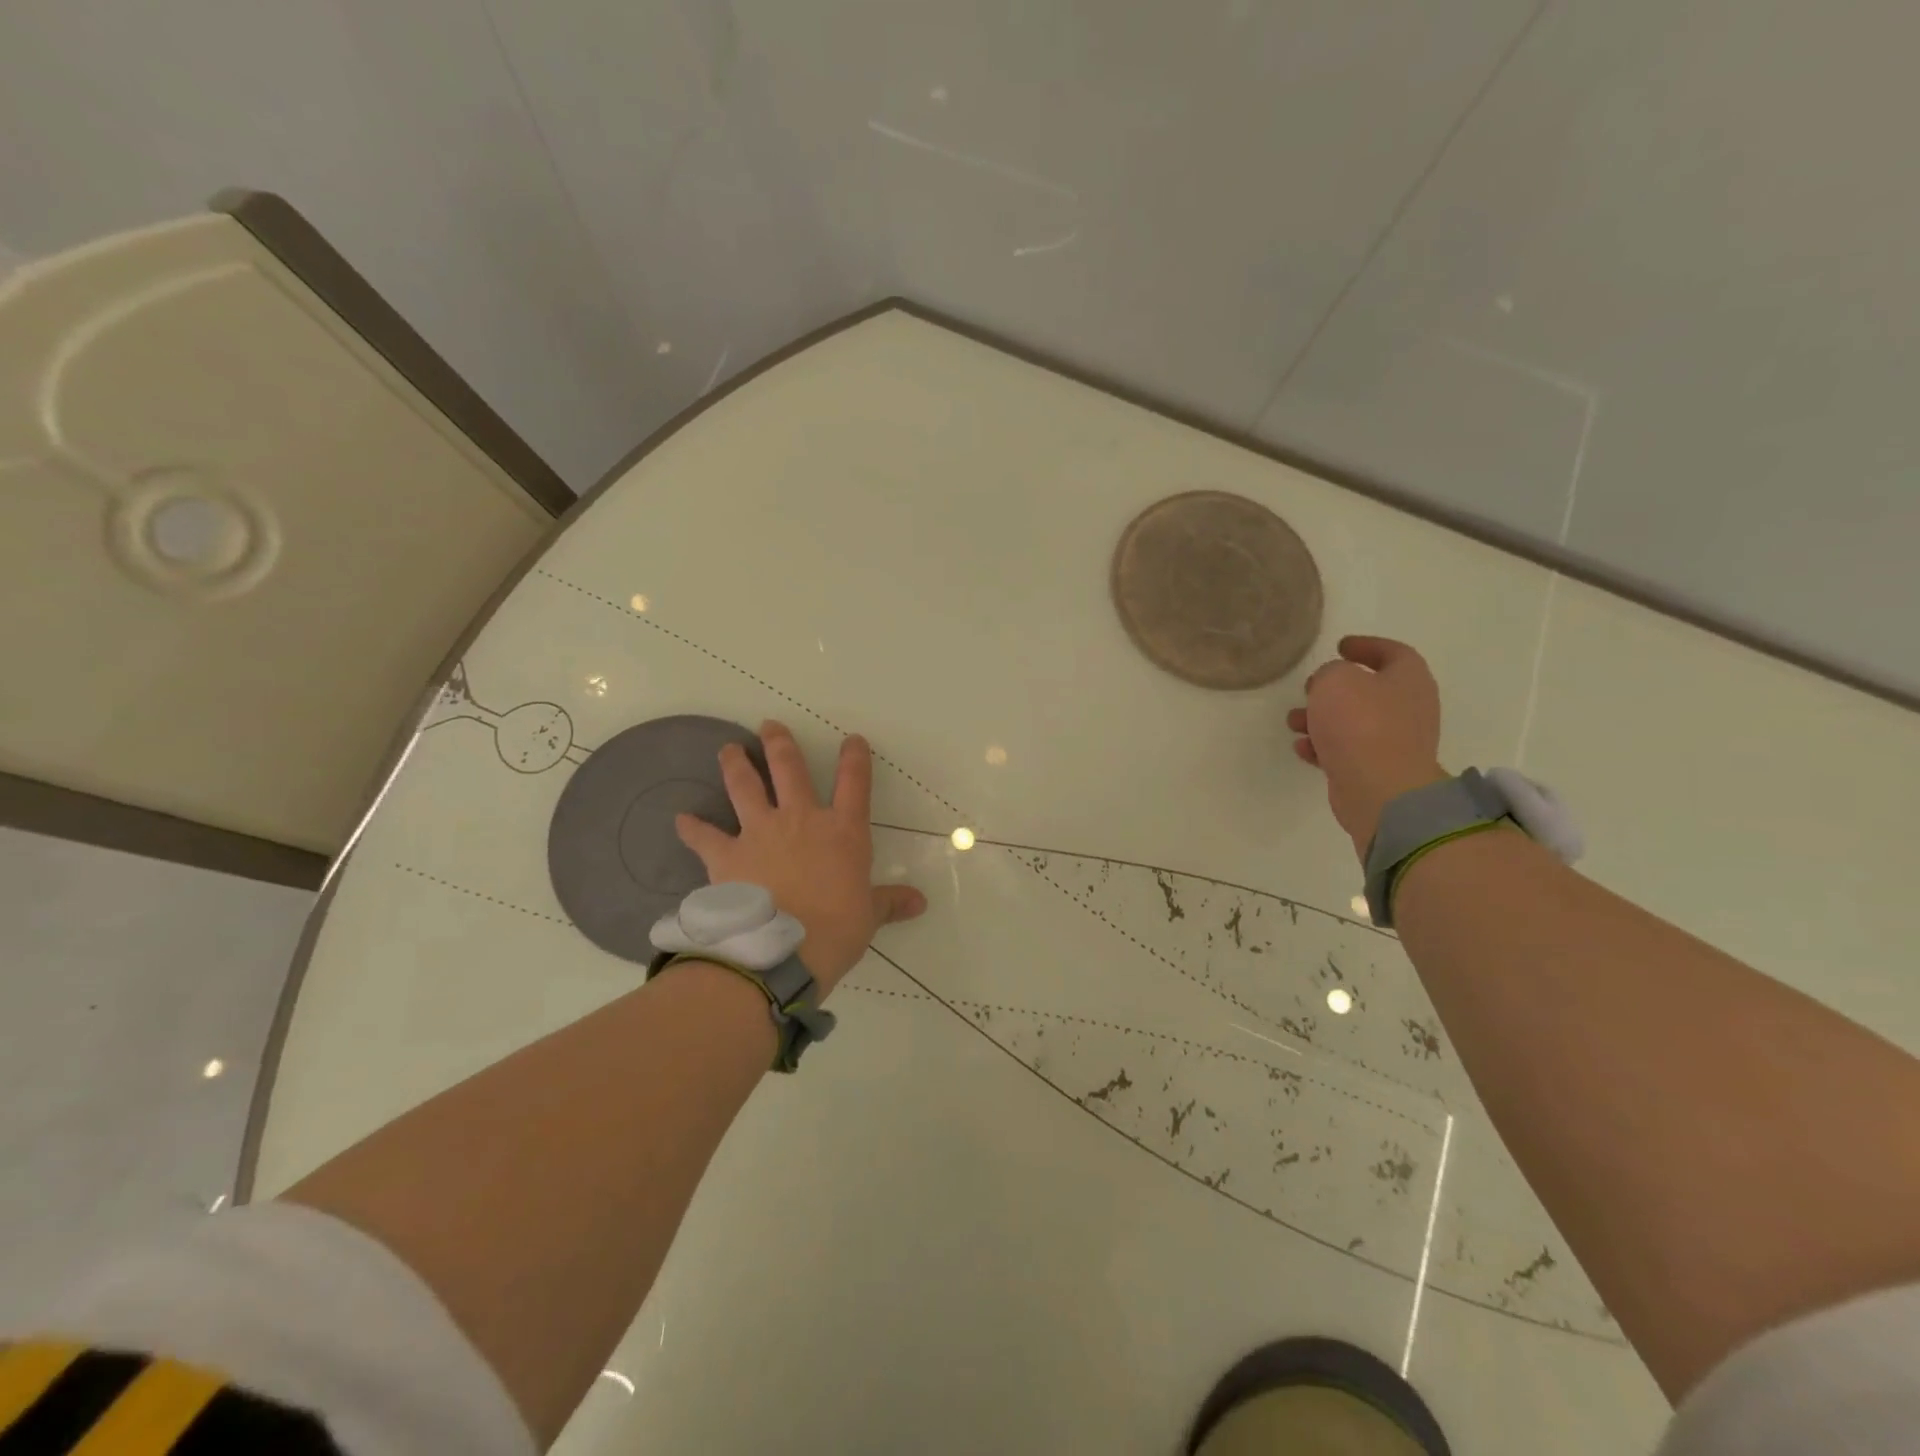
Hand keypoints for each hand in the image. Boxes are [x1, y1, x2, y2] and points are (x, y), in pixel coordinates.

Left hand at [674, 721, 926, 992]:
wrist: (782, 951)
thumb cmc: (835, 930)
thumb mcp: (869, 916)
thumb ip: (890, 902)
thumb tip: (921, 902)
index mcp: (842, 831)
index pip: (854, 783)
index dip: (855, 758)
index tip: (852, 739)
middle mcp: (801, 820)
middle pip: (790, 770)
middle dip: (780, 744)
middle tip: (769, 726)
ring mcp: (760, 832)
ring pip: (745, 787)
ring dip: (735, 765)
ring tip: (728, 749)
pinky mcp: (727, 855)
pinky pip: (705, 836)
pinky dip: (692, 827)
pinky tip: (681, 819)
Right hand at [1286, 636, 1446, 854]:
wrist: (1379, 789)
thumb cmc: (1360, 725)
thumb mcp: (1335, 681)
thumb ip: (1330, 672)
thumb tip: (1332, 683)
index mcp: (1408, 680)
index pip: (1393, 652)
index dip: (1367, 646)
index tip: (1339, 646)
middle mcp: (1408, 709)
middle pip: (1369, 690)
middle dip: (1334, 688)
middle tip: (1310, 687)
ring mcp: (1393, 742)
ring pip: (1352, 721)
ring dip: (1320, 718)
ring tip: (1293, 721)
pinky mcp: (1376, 769)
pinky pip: (1346, 750)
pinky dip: (1323, 746)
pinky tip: (1302, 747)